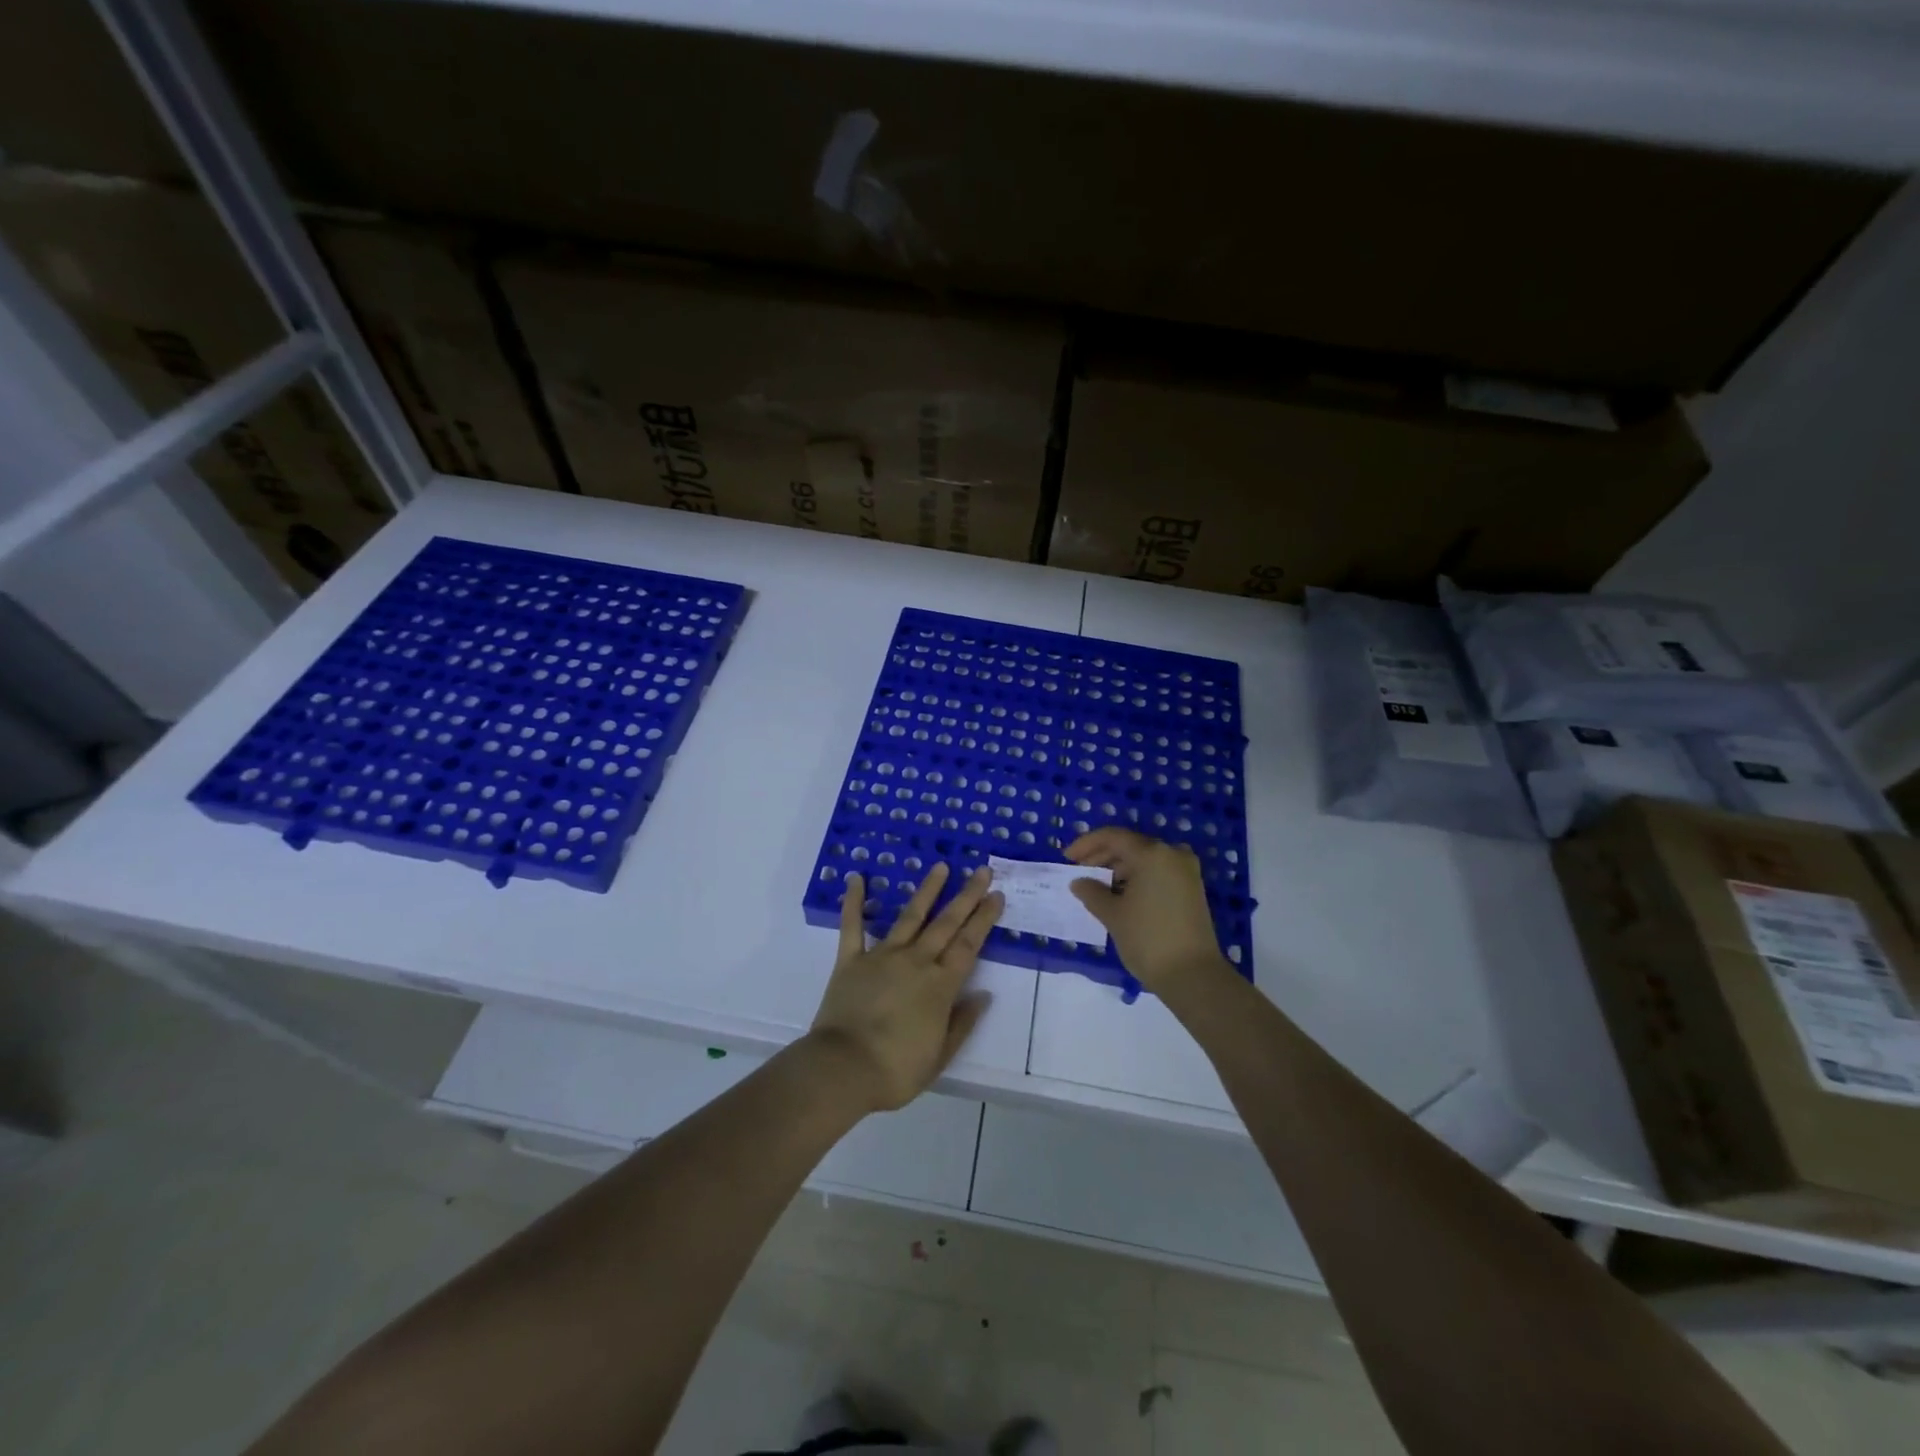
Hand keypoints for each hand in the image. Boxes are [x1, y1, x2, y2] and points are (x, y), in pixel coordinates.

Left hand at [807, 863, 1003, 1112]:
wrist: (843, 1069)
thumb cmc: (896, 1070)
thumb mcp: (939, 1056)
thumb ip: (962, 1023)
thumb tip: (983, 995)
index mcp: (940, 986)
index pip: (968, 945)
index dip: (984, 919)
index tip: (996, 896)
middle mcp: (916, 962)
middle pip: (946, 924)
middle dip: (966, 896)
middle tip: (982, 871)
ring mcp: (882, 957)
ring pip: (910, 917)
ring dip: (927, 891)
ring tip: (941, 867)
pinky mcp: (851, 960)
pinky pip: (853, 926)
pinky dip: (855, 901)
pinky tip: (857, 878)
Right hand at [1067, 828, 1229, 992]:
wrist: (1193, 976)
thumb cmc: (1148, 939)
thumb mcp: (1113, 915)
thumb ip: (1092, 892)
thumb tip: (1079, 882)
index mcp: (1152, 854)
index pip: (1113, 837)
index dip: (1086, 844)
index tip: (1067, 858)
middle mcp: (1172, 854)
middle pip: (1130, 845)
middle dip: (1102, 856)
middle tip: (1080, 872)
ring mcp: (1186, 871)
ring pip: (1145, 859)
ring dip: (1119, 868)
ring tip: (1097, 887)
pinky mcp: (1192, 888)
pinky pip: (1158, 872)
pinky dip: (1137, 878)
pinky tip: (1120, 894)